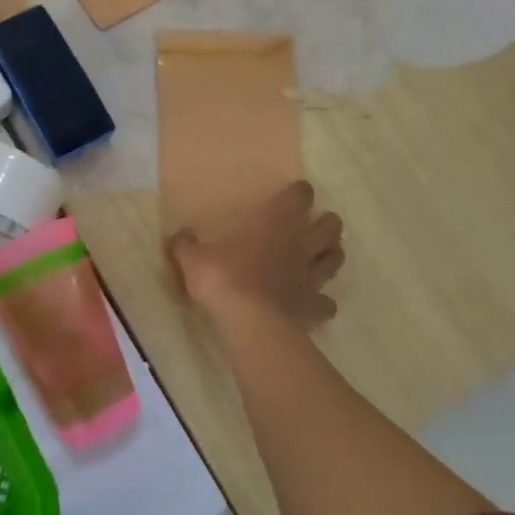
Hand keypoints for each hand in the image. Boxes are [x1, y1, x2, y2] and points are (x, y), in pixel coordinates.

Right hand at [168, 181, 343, 327]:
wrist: (249, 322)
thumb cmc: (223, 280)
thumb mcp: (193, 259)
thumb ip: (186, 245)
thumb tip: (179, 234)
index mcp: (274, 226)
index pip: (298, 199)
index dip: (301, 193)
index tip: (300, 191)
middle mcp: (299, 247)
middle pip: (329, 228)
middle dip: (328, 223)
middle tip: (320, 224)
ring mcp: (310, 278)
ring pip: (334, 260)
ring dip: (332, 255)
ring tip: (325, 255)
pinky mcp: (313, 307)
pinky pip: (326, 304)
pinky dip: (324, 302)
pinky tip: (316, 303)